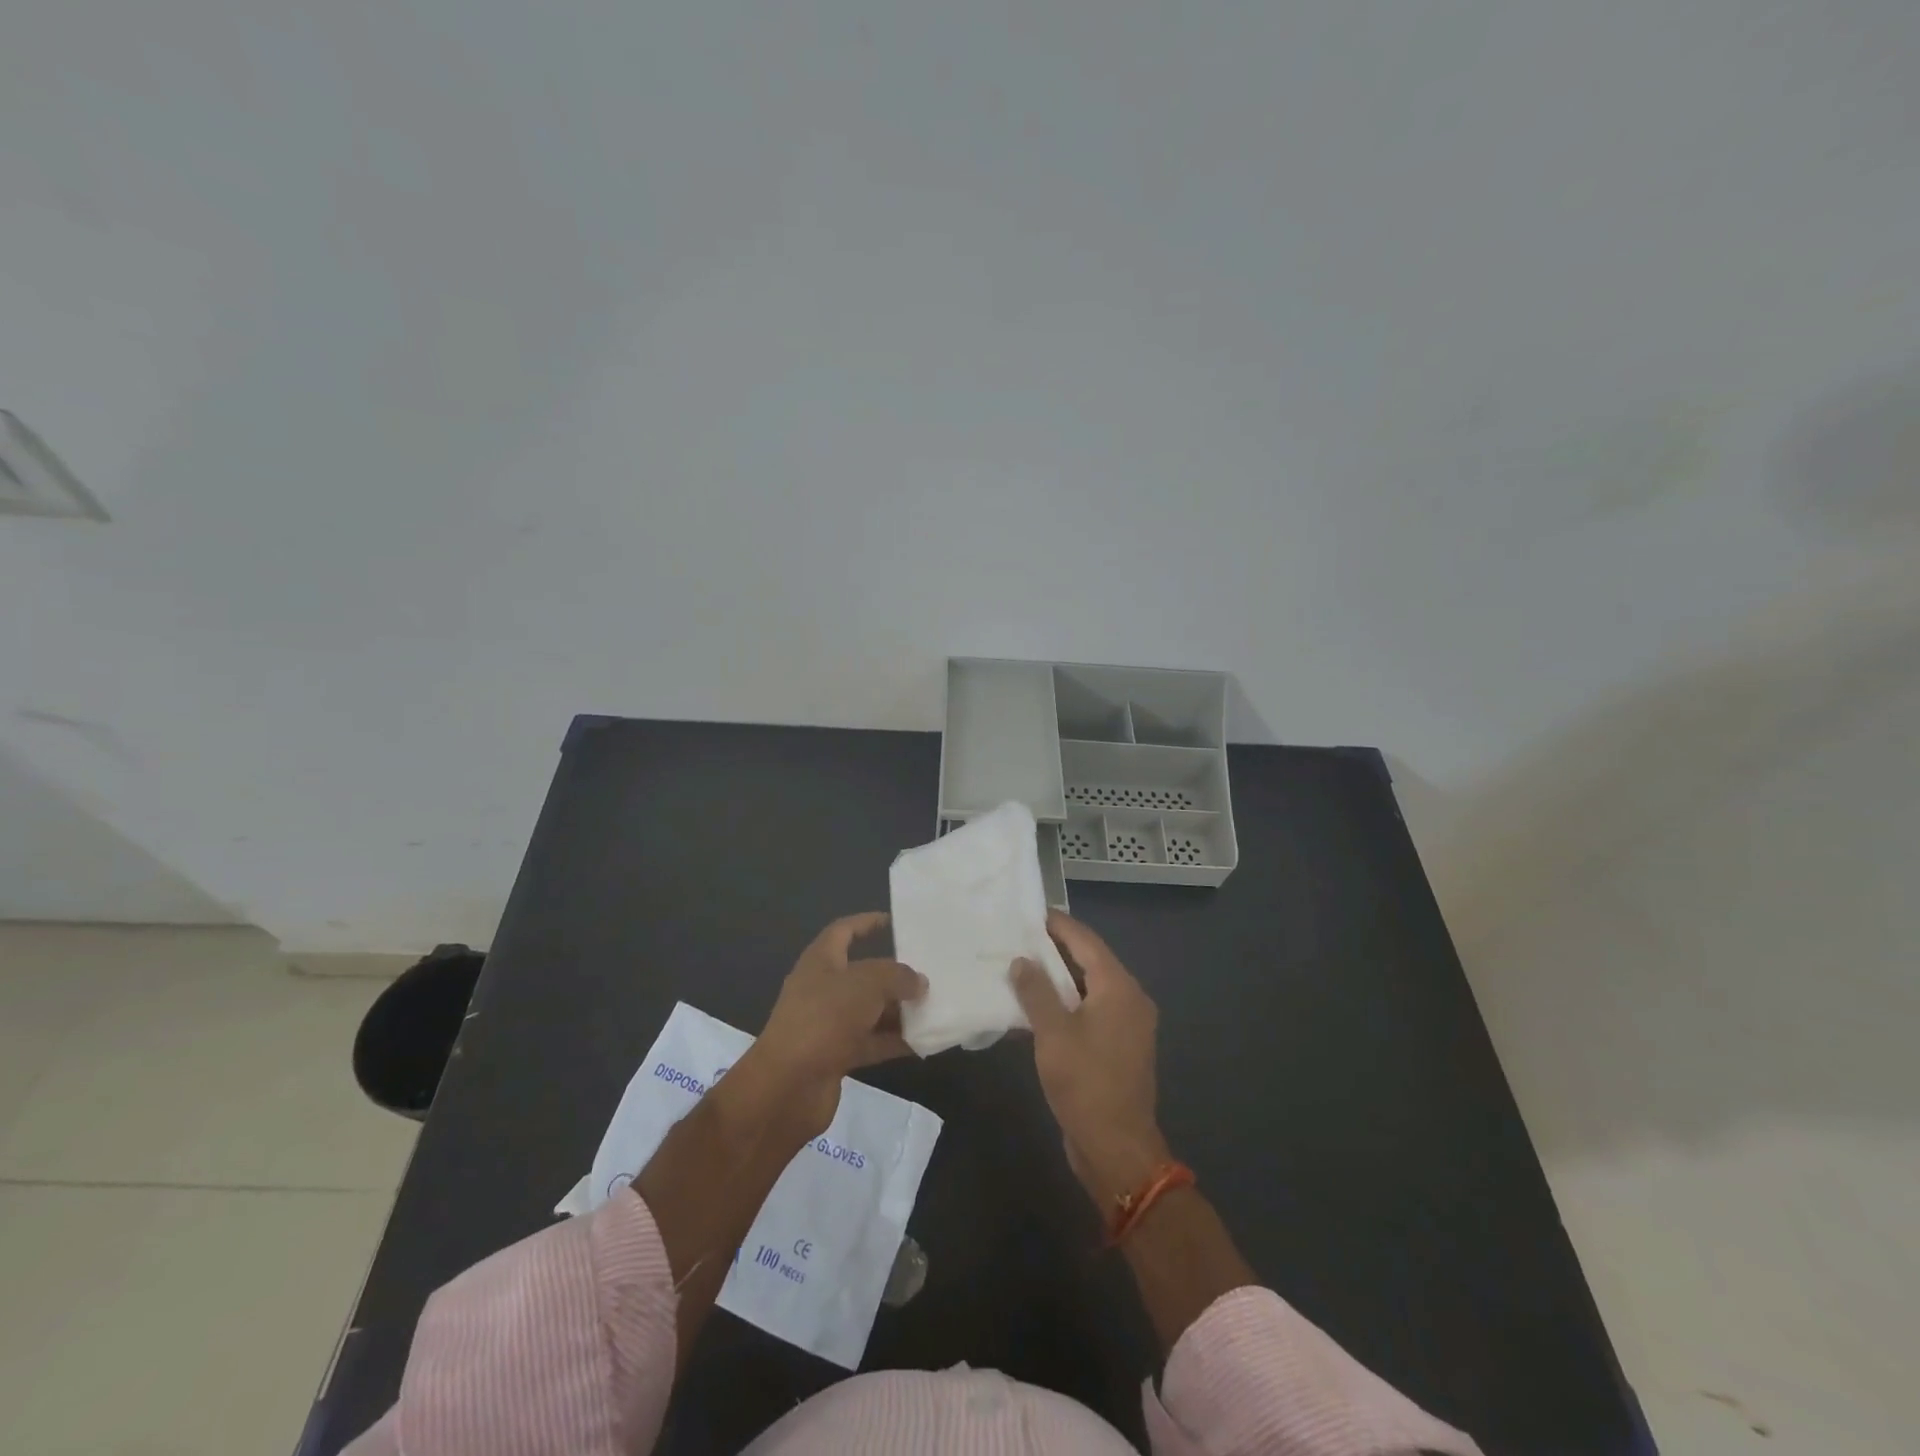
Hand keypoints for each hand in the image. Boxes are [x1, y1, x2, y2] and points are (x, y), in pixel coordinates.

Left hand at [744, 912, 925, 1135]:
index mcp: (820, 961)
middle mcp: (823, 989)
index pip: (844, 931)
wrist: (787, 1087)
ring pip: (870, 1010)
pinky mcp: (836, 1056)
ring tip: (934, 1006)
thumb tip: (918, 982)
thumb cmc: (824, 1019)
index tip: (895, 922)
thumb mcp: (866, 985)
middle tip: (928, 971)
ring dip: (899, 1009)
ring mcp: (829, 1024)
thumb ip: (897, 977)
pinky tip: (924, 1041)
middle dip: (894, 973)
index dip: (866, 923)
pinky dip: (895, 1041)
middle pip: (863, 973)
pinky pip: (872, 1042)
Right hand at [1010, 910, 1172, 1208]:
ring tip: (1018, 968)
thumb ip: (1036, 992)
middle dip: (1053, 950)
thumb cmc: (1086, 1084)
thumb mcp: (1053, 1034)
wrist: (1117, 1149)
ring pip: (1087, 989)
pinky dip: (1063, 1006)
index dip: (1058, 925)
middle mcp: (1129, 999)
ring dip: (1056, 980)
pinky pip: (1088, 1013)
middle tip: (1017, 938)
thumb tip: (1021, 961)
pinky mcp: (1116, 1048)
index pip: (1085, 941)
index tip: (1029, 912)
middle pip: (1088, 962)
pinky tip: (1032, 1010)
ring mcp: (1125, 1025)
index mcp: (1119, 988)